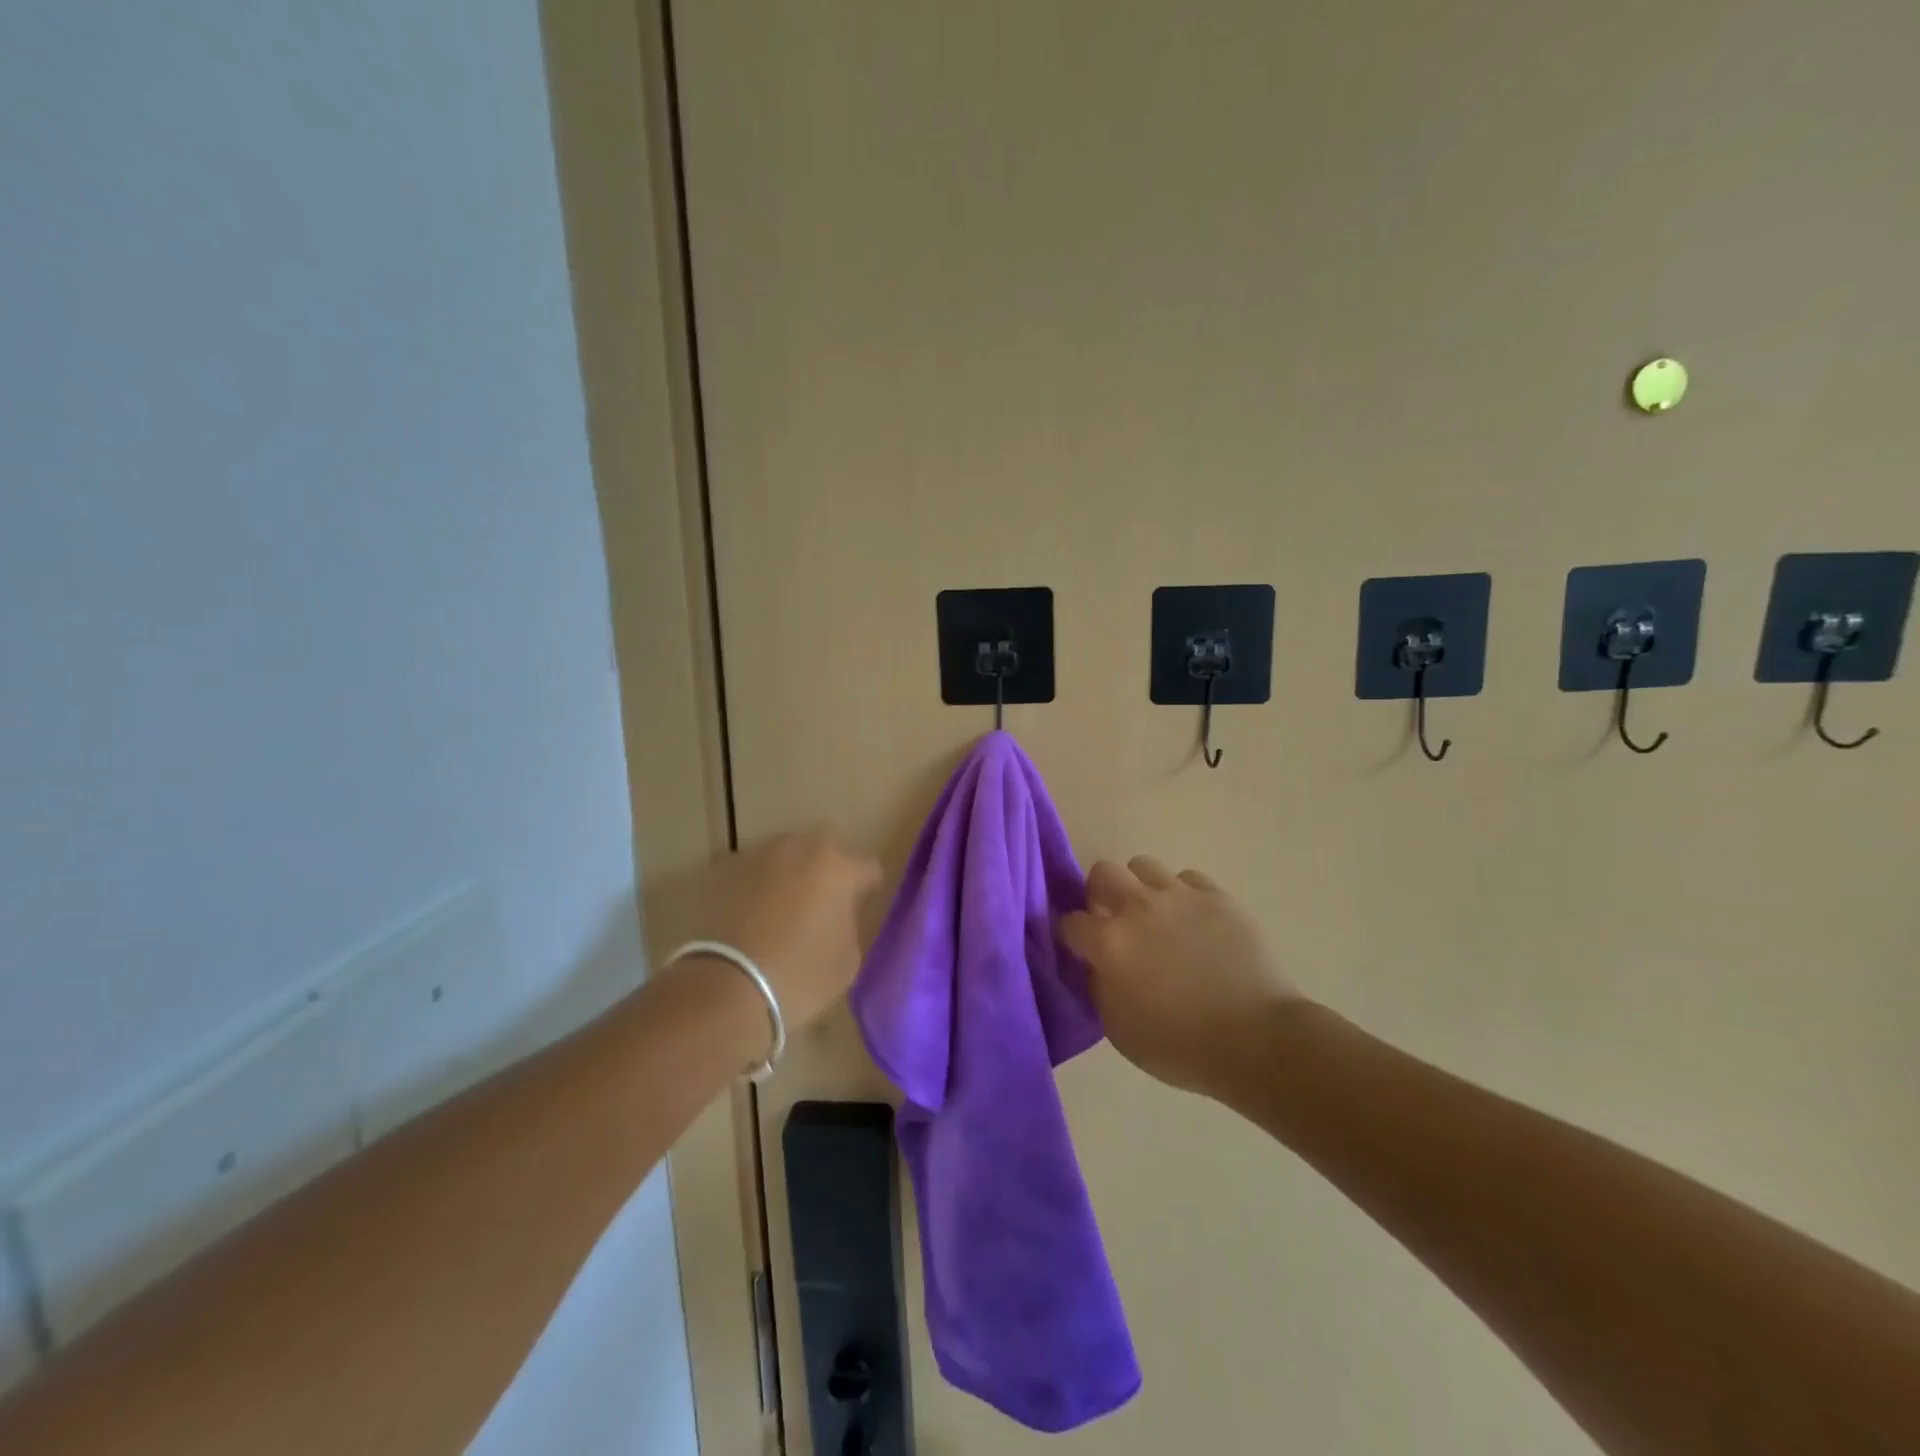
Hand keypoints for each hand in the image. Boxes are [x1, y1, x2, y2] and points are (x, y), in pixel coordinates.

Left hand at [699, 829, 881, 1030]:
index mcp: (838, 866)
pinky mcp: (720, 869)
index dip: (868, 888)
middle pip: (823, 851)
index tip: (862, 908)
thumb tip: (838, 914)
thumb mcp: (848, 959)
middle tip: (822, 904)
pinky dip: (752, 887)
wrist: (726, 989)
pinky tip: (748, 915)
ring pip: (783, 857)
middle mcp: (799, 847)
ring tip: (780, 908)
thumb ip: (850, 923)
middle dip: (826, 872)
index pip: (868, 867)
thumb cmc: (800, 976)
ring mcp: (756, 854)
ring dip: (788, 875)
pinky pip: (748, 872)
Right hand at [1058, 856, 1304, 1097]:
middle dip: (1099, 894)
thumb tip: (1096, 963)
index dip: (1070, 936)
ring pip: (1143, 865)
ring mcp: (1179, 896)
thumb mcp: (1118, 1029)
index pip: (1069, 922)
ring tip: (1153, 914)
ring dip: (1139, 887)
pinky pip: (1187, 879)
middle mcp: (1138, 907)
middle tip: (1112, 920)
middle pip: (1102, 873)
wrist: (1257, 1040)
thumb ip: (1099, 986)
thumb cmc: (1181, 1046)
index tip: (1078, 948)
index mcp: (1109, 943)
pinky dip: (1182, 895)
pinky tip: (1191, 920)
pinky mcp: (1216, 896)